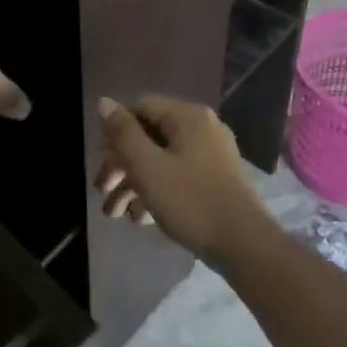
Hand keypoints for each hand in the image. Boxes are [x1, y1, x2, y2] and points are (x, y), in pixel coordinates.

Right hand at [95, 95, 275, 262]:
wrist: (244, 245)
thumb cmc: (191, 200)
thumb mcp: (148, 166)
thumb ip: (123, 133)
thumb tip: (104, 101)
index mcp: (188, 117)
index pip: (141, 108)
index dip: (116, 131)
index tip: (101, 161)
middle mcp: (202, 128)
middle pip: (150, 136)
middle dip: (121, 164)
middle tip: (101, 191)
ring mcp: (212, 155)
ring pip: (162, 160)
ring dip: (135, 183)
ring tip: (115, 214)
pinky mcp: (217, 181)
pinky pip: (179, 177)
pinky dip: (158, 192)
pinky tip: (141, 219)